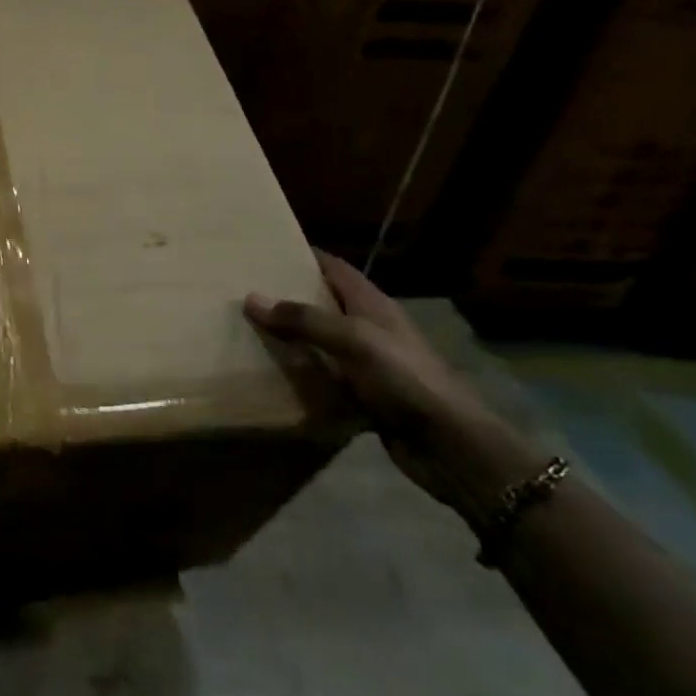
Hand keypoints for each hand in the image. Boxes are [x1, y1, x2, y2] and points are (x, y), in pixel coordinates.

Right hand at [245, 252, 507, 507]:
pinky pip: (325, 378)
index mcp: (372, 304)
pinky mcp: (365, 396)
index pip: (334, 268)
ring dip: (291, 339)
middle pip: (324, 304)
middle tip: (245, 294)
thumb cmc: (404, 377)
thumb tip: (251, 298)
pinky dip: (301, 376)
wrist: (449, 443)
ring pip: (321, 343)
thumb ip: (303, 319)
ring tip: (248, 332)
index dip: (304, 256)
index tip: (265, 252)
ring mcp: (368, 364)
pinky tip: (272, 377)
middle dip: (288, 298)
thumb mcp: (352, 339)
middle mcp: (370, 328)